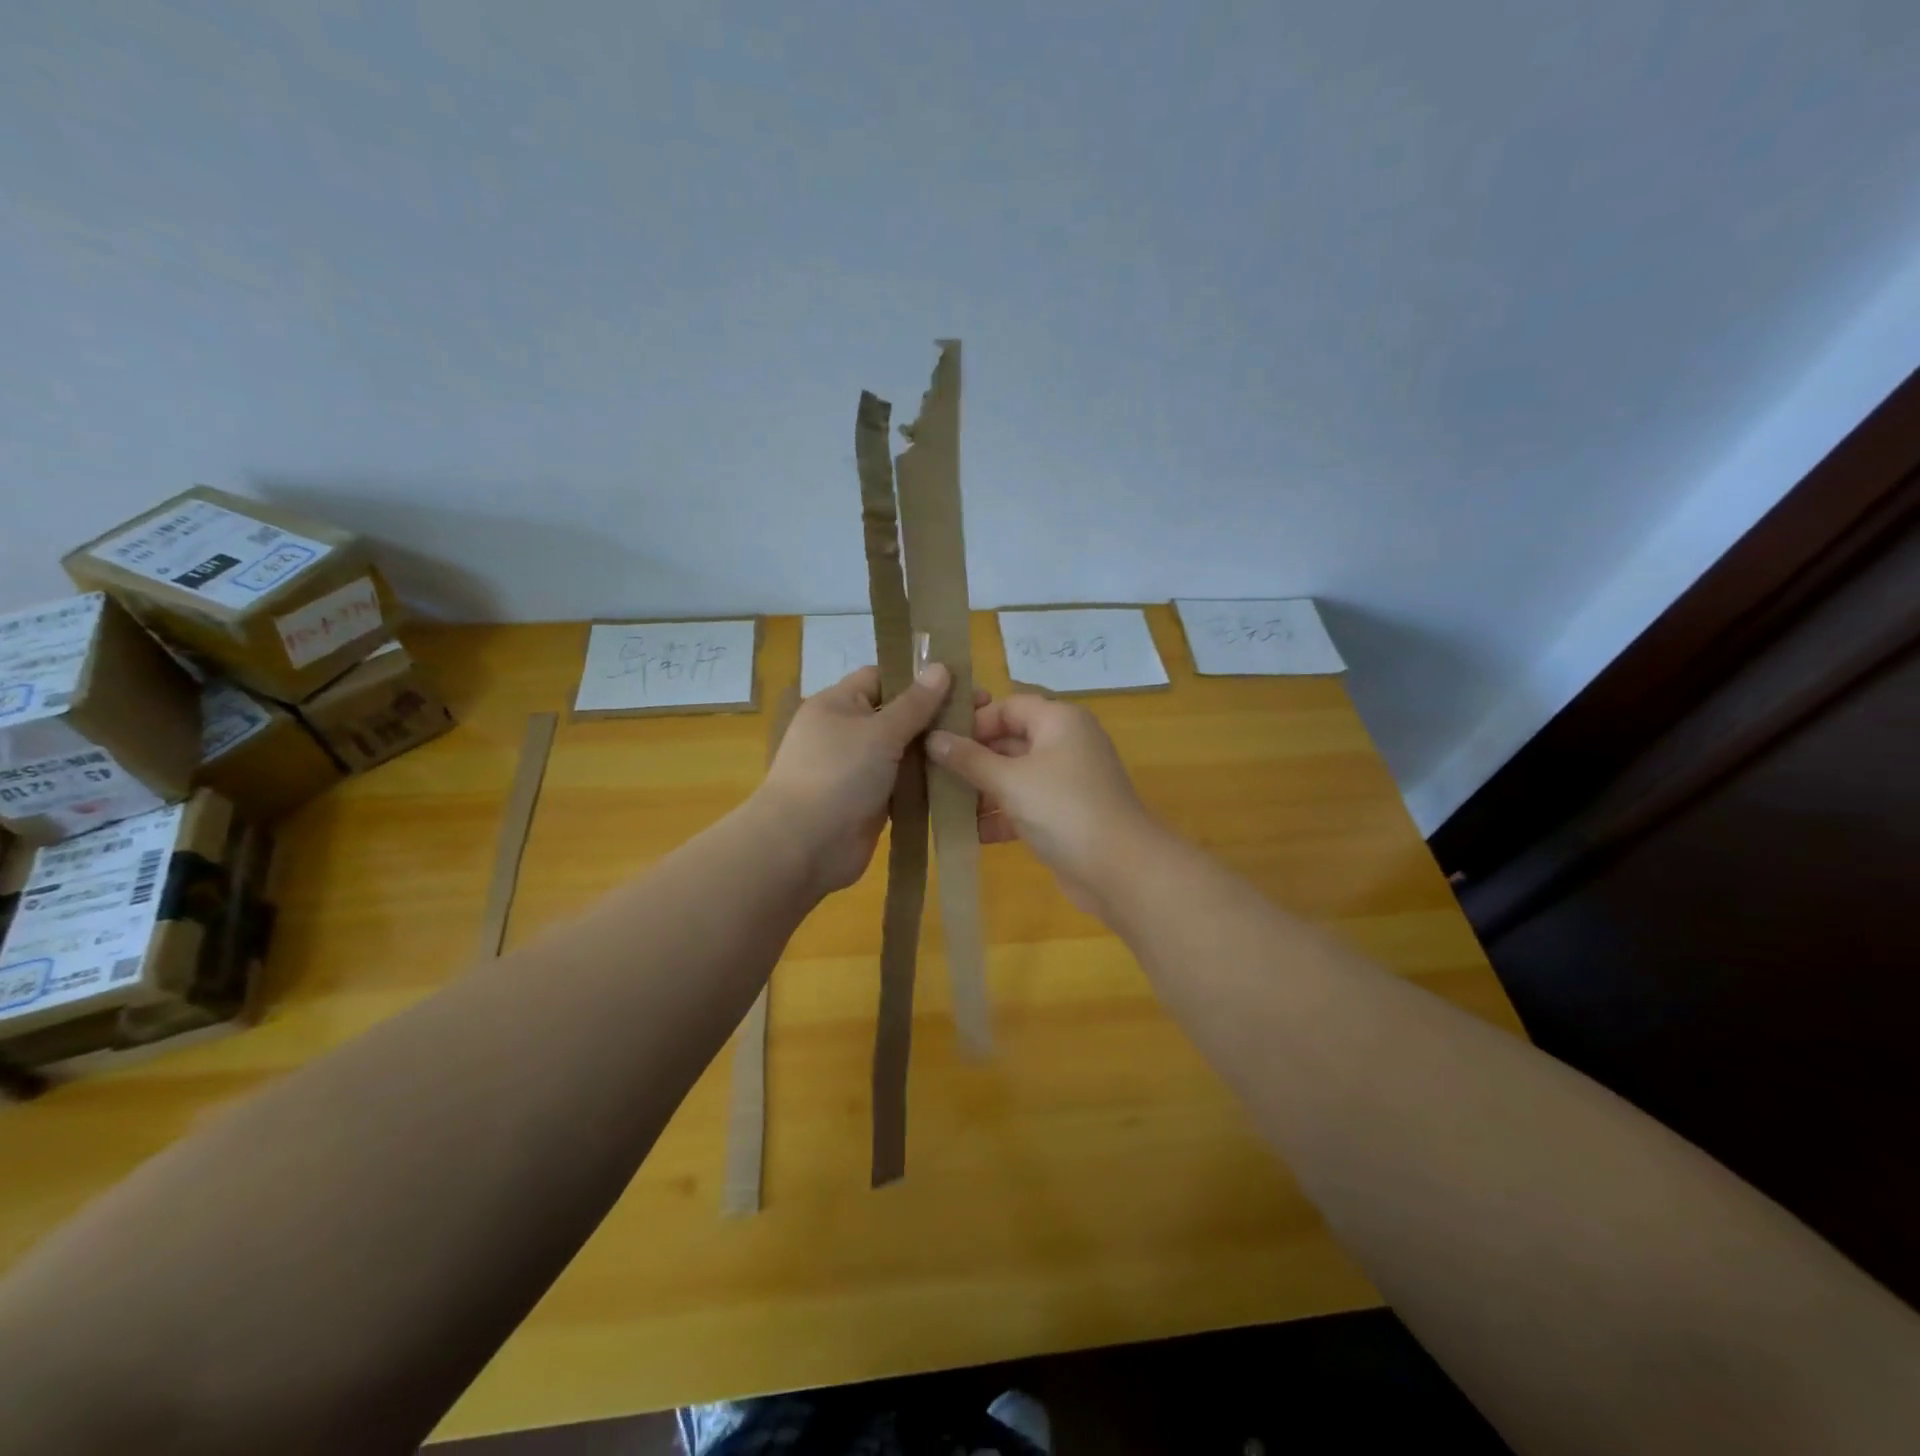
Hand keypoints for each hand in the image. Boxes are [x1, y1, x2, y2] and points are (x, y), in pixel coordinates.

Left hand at [759, 663, 974, 895]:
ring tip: (983, 746)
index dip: (918, 678)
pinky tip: (963, 778)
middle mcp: (848, 732)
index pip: (882, 677)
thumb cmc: (838, 776)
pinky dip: (928, 781)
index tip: (962, 682)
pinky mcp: (873, 801)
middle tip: (985, 716)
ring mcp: (860, 769)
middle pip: (899, 715)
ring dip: (937, 751)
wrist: (803, 847)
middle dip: (937, 715)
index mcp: (839, 704)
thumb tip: (941, 667)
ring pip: (906, 752)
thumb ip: (915, 703)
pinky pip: (905, 783)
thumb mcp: (879, 732)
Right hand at [927, 695, 1161, 916]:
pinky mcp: (1065, 815)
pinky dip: (1000, 816)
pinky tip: (969, 834)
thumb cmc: (1063, 809)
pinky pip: (1025, 805)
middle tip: (931, 774)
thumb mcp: (1009, 780)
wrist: (1120, 870)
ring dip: (982, 791)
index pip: (1009, 706)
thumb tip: (933, 738)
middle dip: (972, 759)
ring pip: (1015, 776)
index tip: (938, 740)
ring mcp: (1067, 781)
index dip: (974, 720)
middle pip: (1010, 741)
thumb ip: (969, 759)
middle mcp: (1065, 744)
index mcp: (1059, 721)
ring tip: (942, 805)